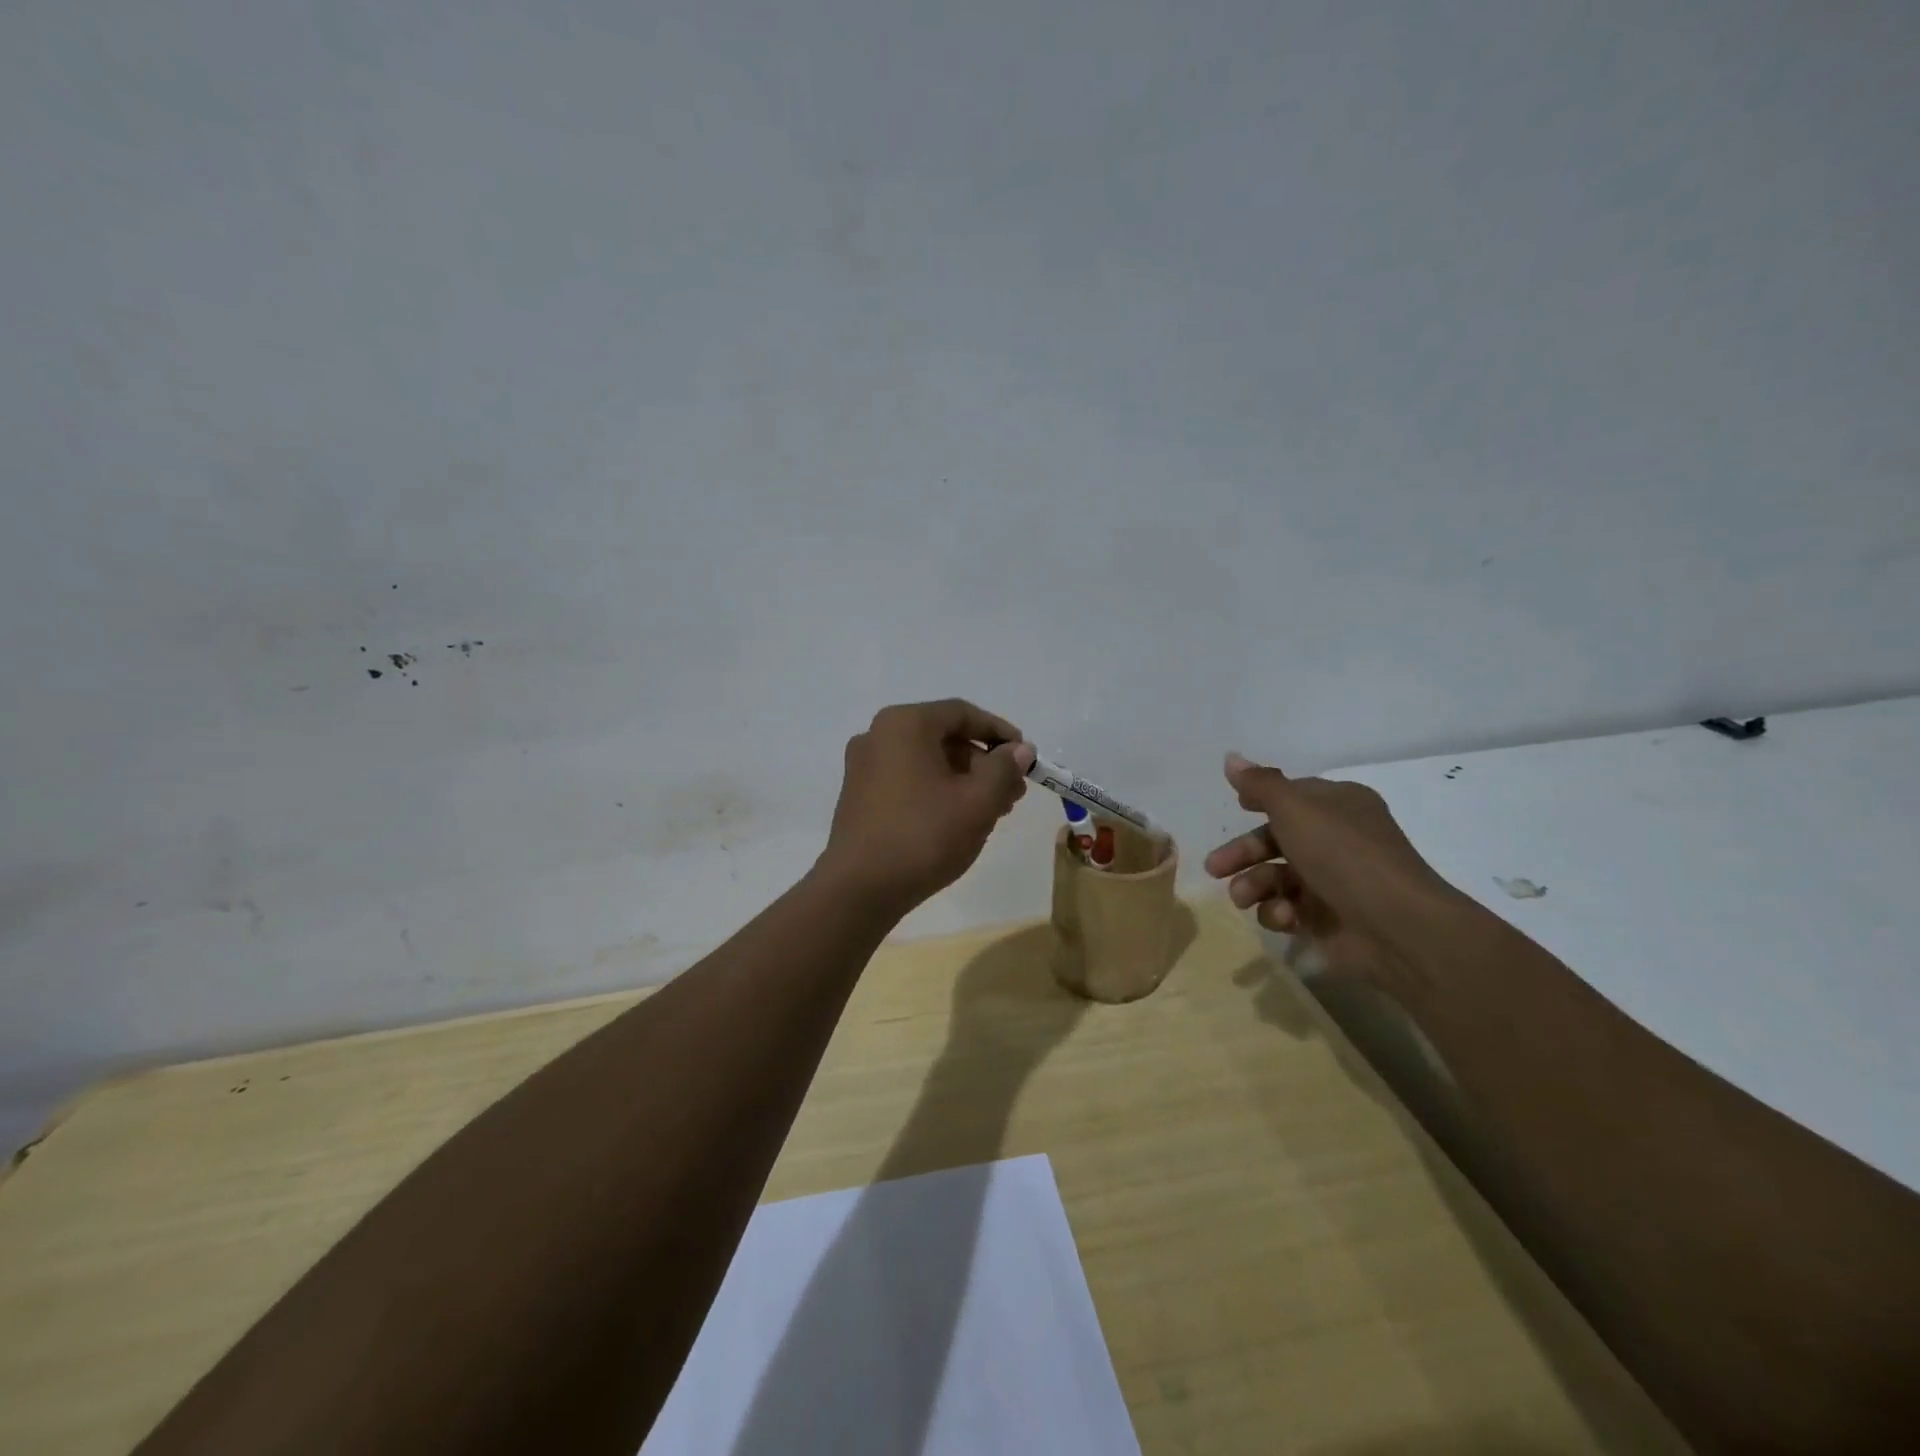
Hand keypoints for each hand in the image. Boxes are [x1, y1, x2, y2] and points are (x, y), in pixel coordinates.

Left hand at [816, 699, 1035, 918]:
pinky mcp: (859, 796)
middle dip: (983, 762)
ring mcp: (863, 767)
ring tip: (992, 811)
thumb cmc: (923, 836)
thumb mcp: (977, 802)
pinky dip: (937, 791)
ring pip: (926, 762)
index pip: (962, 713)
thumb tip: (1020, 749)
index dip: (1000, 732)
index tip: (1026, 757)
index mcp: (904, 724)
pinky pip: (907, 780)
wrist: (859, 889)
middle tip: (1013, 792)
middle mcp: (878, 735)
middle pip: (944, 737)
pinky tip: (957, 820)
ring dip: (963, 780)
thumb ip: (1004, 769)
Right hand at [1203, 752, 1459, 975]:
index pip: (1293, 797)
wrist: (1395, 925)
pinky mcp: (1327, 920)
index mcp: (1338, 805)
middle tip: (1214, 868)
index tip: (1236, 807)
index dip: (1263, 801)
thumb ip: (1260, 784)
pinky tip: (1284, 917)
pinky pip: (1288, 910)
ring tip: (1242, 898)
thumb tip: (1231, 757)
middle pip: (1276, 840)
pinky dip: (1279, 913)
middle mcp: (1337, 840)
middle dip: (1242, 853)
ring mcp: (1332, 882)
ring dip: (1253, 886)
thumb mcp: (1295, 808)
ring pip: (1276, 877)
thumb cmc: (1342, 854)